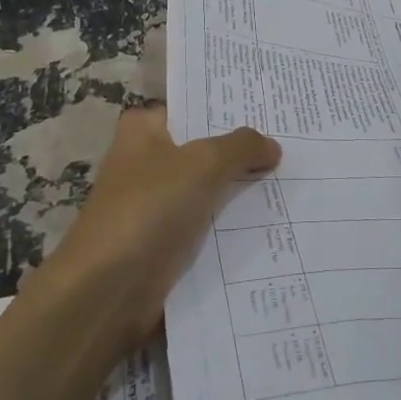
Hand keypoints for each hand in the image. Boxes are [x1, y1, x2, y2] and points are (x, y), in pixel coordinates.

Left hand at [39, 106, 280, 349]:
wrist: (106, 292)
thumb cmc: (148, 209)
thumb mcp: (203, 163)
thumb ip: (241, 147)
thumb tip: (271, 146)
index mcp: (143, 129)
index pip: (192, 107)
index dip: (229, 108)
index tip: (271, 109)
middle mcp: (146, 161)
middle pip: (204, 149)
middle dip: (243, 151)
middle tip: (293, 145)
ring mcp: (154, 205)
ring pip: (209, 190)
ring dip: (241, 192)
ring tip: (294, 182)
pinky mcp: (163, 244)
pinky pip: (206, 227)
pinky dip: (232, 228)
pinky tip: (273, 224)